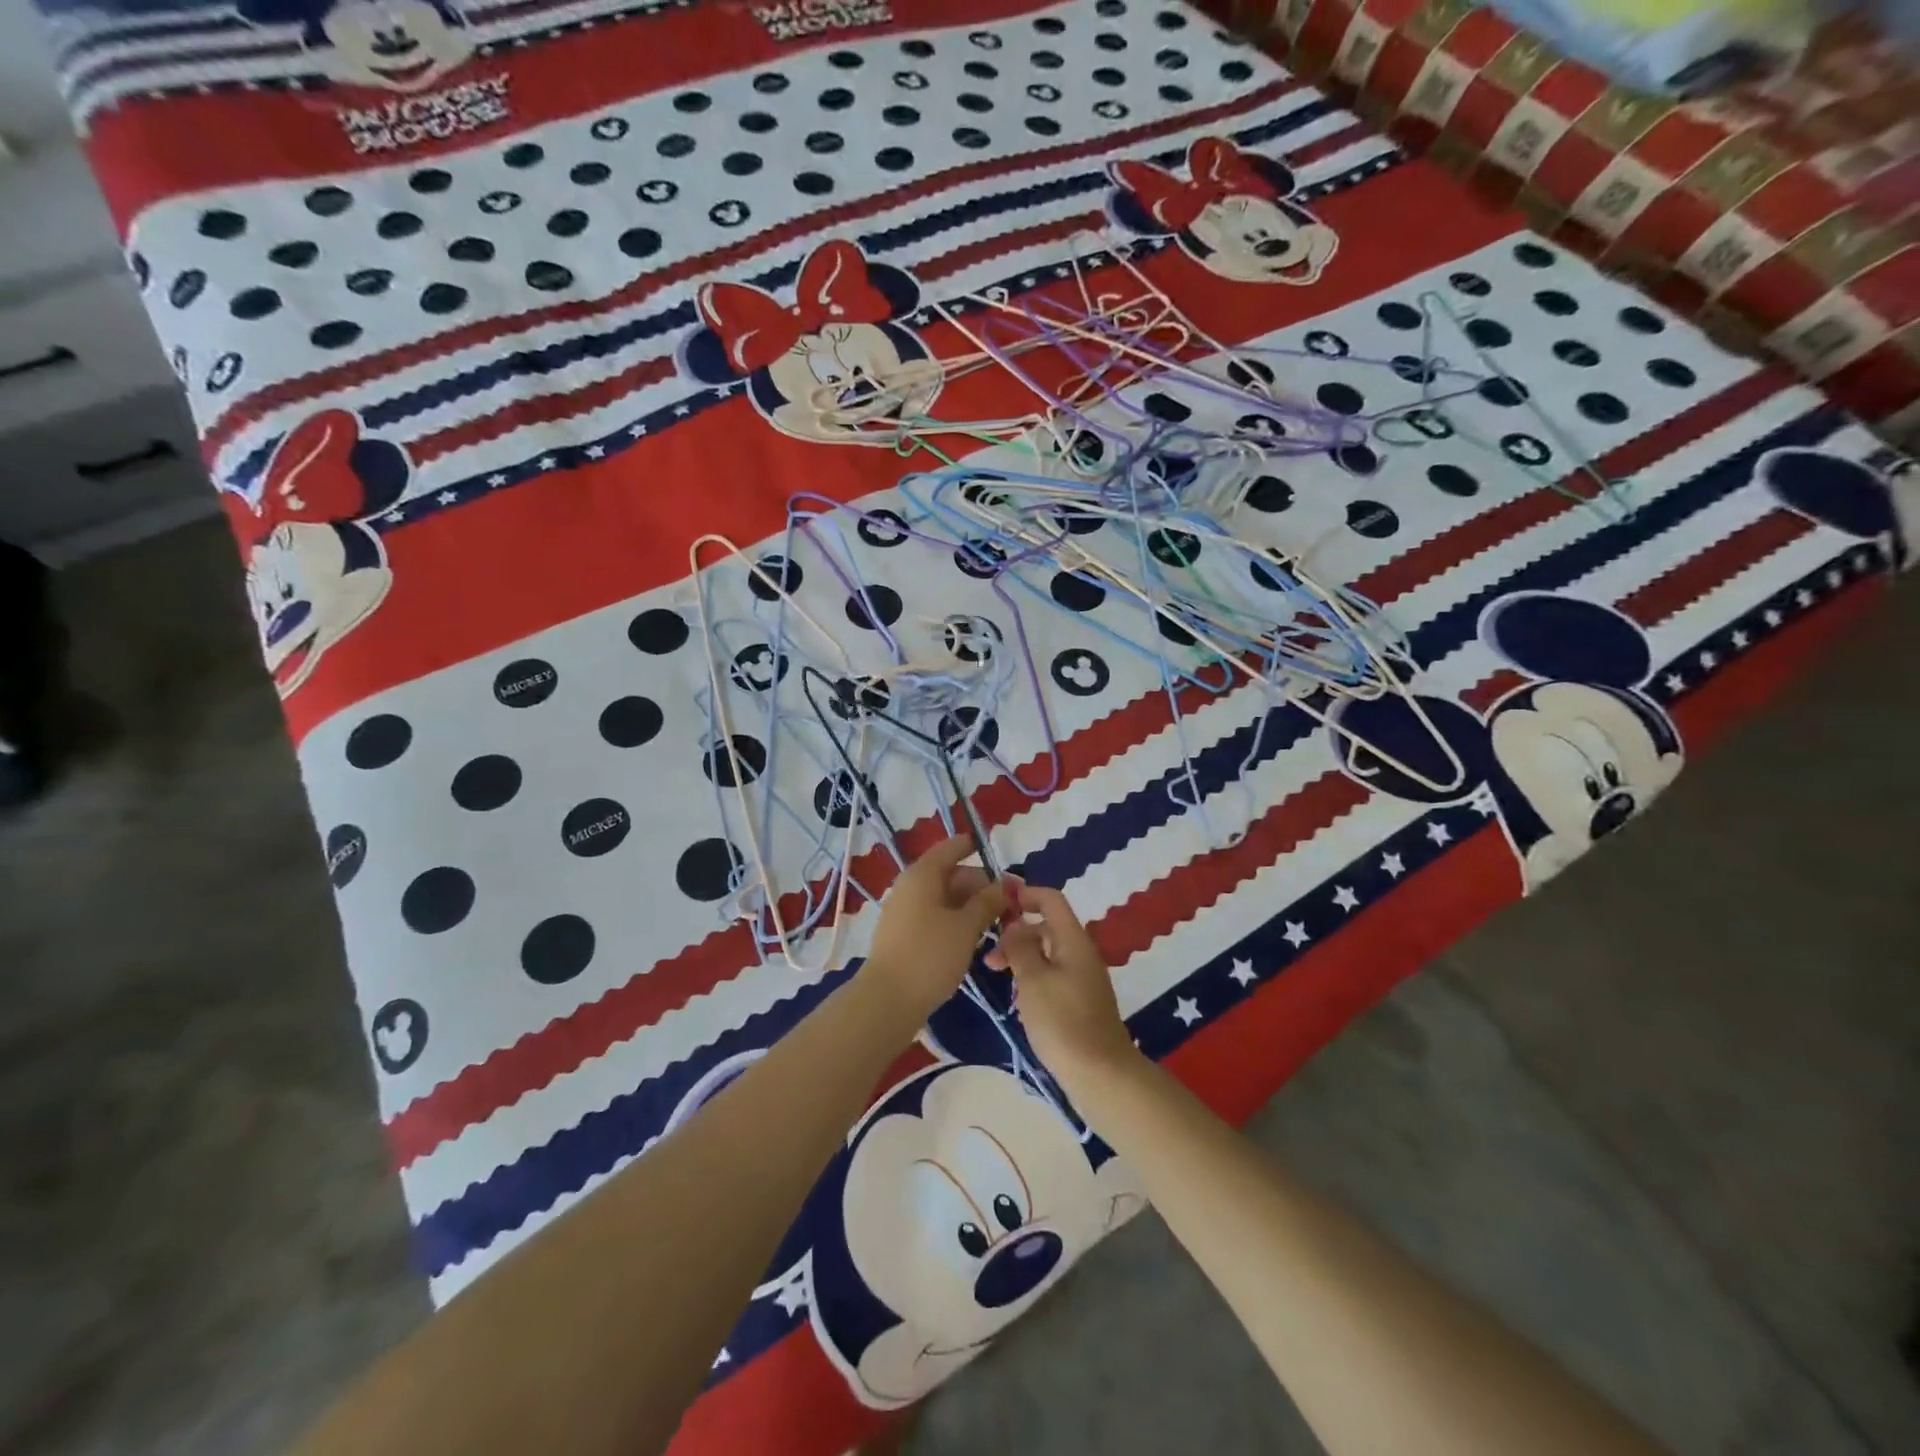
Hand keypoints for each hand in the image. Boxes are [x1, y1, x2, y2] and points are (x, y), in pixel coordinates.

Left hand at [865, 835, 1006, 1021]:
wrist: (887, 1000)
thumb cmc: (930, 955)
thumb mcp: (966, 926)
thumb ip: (988, 902)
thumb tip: (1006, 885)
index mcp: (923, 874)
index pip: (952, 848)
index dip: (976, 847)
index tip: (1001, 856)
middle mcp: (911, 886)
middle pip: (951, 874)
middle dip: (982, 886)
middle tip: (1012, 905)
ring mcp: (905, 911)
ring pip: (945, 898)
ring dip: (972, 906)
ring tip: (999, 923)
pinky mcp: (905, 934)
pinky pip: (936, 916)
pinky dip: (957, 921)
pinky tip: (975, 938)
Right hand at [983, 885, 1142, 1095]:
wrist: (1099, 1073)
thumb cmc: (1062, 1021)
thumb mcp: (1032, 979)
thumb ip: (1020, 947)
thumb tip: (1015, 927)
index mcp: (1073, 940)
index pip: (1051, 900)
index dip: (1025, 895)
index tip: (997, 904)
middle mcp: (1081, 952)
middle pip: (1047, 926)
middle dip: (1016, 932)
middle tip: (990, 956)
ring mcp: (1083, 978)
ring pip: (1048, 952)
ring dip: (1022, 956)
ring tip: (998, 976)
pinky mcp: (1080, 1000)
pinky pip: (1053, 973)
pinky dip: (1033, 975)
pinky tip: (1018, 996)